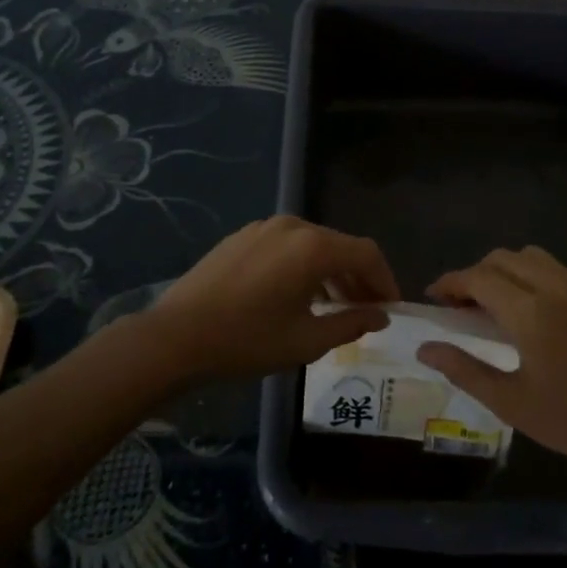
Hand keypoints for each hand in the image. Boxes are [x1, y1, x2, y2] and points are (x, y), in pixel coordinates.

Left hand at [149, 216, 399, 379]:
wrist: (175, 336)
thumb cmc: (246, 341)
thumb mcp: (306, 341)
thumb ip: (351, 324)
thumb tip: (380, 317)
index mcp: (313, 247)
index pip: (366, 253)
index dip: (385, 280)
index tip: (391, 308)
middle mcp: (292, 226)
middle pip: (340, 246)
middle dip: (359, 278)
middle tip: (367, 312)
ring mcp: (264, 227)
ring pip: (313, 245)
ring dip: (331, 273)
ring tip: (334, 308)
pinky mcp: (242, 236)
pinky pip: (287, 246)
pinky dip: (304, 266)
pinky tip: (297, 296)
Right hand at [417, 246, 566, 476]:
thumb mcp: (512, 403)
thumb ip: (464, 370)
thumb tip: (425, 349)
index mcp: (531, 313)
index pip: (478, 278)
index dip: (451, 283)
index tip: (434, 297)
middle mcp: (555, 287)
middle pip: (503, 258)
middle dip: (475, 274)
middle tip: (462, 305)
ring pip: (532, 257)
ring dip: (505, 270)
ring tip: (495, 304)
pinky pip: (558, 270)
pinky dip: (533, 276)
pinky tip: (533, 311)